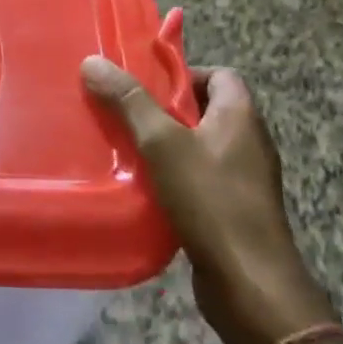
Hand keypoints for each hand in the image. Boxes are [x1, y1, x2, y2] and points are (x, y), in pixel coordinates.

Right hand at [82, 57, 332, 343]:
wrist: (249, 282)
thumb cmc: (210, 200)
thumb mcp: (162, 143)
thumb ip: (129, 102)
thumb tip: (93, 62)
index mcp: (241, 116)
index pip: (220, 74)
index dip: (183, 74)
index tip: (144, 86)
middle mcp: (249, 142)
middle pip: (206, 110)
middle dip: (165, 110)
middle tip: (125, 116)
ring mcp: (245, 179)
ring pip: (200, 146)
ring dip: (167, 146)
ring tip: (127, 150)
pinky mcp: (235, 210)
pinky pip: (201, 179)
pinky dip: (175, 177)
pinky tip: (145, 189)